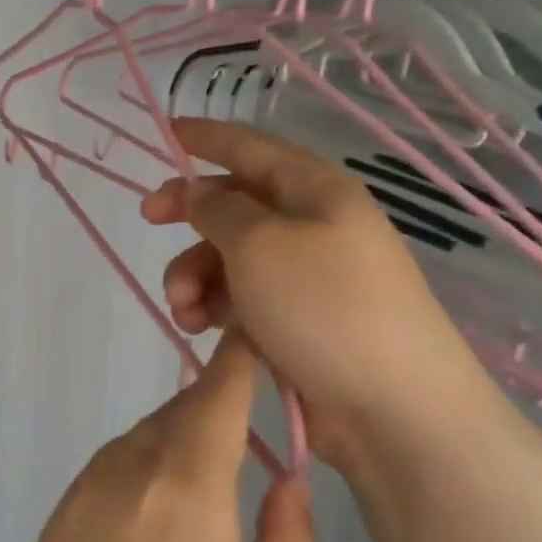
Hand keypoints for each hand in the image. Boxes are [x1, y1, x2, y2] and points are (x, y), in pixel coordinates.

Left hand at [0, 332, 316, 541]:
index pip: (213, 399)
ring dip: (174, 444)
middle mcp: (115, 485)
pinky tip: (160, 526)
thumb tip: (285, 475)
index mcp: (180, 502)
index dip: (240, 361)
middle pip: (171, 419)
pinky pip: (102, 479)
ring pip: (133, 446)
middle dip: (214, 410)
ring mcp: (69, 509)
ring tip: (216, 487)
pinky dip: (137, 474)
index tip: (261, 336)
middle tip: (258, 430)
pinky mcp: (45, 539)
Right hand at [141, 117, 496, 468]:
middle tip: (149, 221)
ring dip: (194, 275)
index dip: (209, 137)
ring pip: (230, 257)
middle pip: (236, 204)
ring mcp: (307, 277)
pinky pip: (241, 297)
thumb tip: (196, 191)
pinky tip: (200, 328)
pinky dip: (213, 306)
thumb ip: (217, 209)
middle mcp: (313, 227)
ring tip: (184, 309)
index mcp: (316, 192)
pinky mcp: (297, 322)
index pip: (254, 148)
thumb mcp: (259, 244)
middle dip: (190, 215)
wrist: (392, 410)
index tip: (166, 132)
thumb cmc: (325, 308)